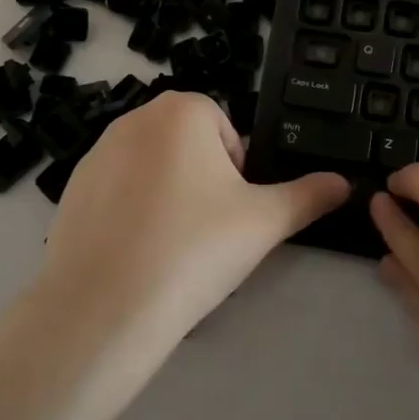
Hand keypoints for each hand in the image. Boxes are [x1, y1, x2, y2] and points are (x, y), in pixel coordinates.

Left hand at [41, 92, 349, 346]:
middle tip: (206, 233)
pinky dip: (133, 214)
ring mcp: (98, 151)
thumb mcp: (265, 222)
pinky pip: (119, 191)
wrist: (104, 309)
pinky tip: (135, 255)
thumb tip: (345, 183)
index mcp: (183, 110)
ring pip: (154, 167)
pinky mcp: (73, 186)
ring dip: (169, 196)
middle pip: (189, 145)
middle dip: (204, 182)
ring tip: (170, 248)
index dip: (237, 174)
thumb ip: (309, 196)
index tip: (231, 214)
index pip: (226, 131)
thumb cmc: (194, 248)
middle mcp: (136, 117)